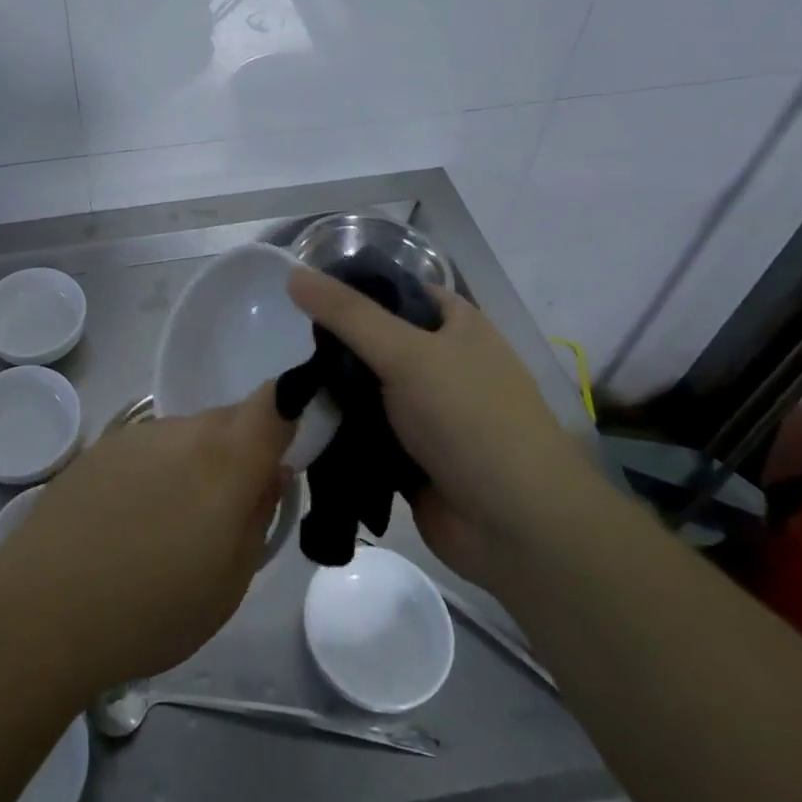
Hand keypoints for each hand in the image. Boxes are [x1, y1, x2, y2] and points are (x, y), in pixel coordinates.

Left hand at [0, 390, 293, 693]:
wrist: (43, 609)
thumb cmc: (152, 608)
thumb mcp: (230, 582)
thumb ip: (258, 516)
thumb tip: (270, 474)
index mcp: (225, 458)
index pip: (275, 402)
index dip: (292, 412)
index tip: (291, 451)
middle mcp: (182, 430)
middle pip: (229, 420)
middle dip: (241, 452)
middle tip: (231, 510)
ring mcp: (136, 434)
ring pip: (188, 435)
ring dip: (196, 465)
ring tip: (173, 526)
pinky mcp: (99, 447)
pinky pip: (149, 448)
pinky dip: (157, 472)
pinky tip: (132, 521)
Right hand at [286, 267, 590, 579]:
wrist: (517, 528)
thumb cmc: (470, 420)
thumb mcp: (406, 352)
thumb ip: (347, 313)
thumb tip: (293, 273)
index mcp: (454, 325)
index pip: (394, 289)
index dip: (352, 287)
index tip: (301, 292)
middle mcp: (441, 362)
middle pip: (374, 339)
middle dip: (333, 344)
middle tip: (287, 343)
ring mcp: (426, 411)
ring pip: (364, 387)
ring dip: (331, 389)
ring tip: (284, 384)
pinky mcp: (409, 454)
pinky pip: (363, 430)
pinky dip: (338, 427)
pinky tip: (299, 422)